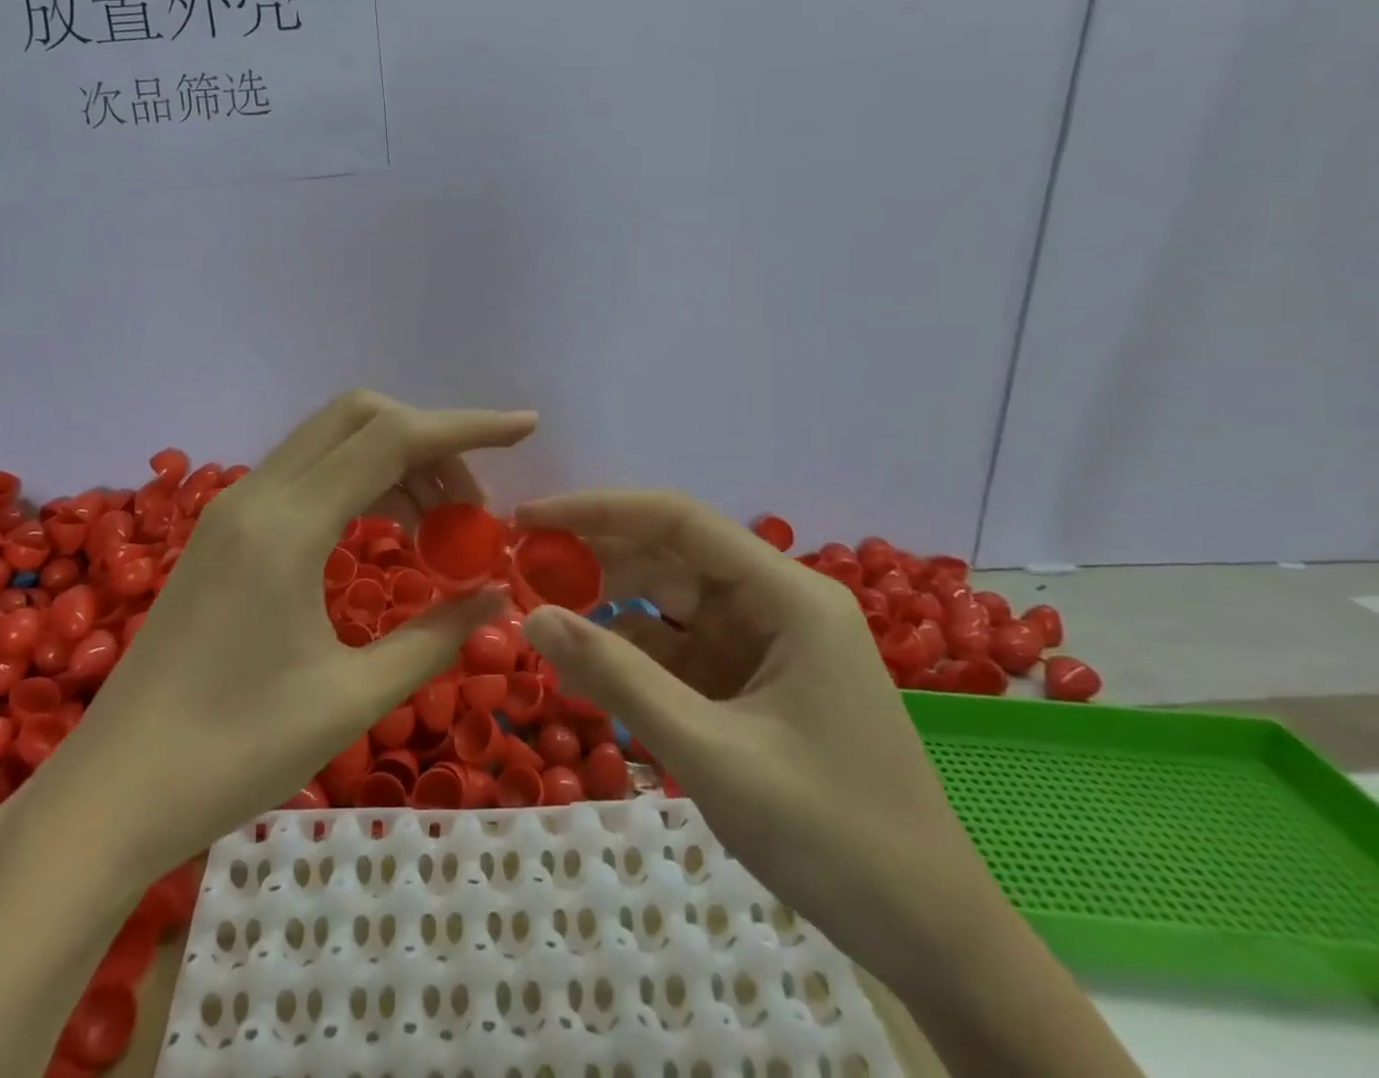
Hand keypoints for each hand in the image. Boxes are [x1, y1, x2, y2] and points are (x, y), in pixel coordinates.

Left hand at [32, 390, 536, 889]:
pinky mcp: (223, 531)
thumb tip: (495, 596)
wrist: (112, 792)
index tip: (525, 427)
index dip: (467, 426)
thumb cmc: (234, 753)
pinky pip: (304, 475)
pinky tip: (382, 534)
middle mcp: (257, 495)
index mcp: (288, 525)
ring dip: (393, 463)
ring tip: (438, 529)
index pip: (393, 438)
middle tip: (471, 506)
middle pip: (358, 417)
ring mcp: (233, 508)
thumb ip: (434, 636)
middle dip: (429, 441)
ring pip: (330, 441)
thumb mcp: (351, 698)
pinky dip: (356, 484)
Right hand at [514, 490, 991, 981]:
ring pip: (667, 606)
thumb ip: (618, 678)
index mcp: (787, 596)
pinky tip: (587, 668)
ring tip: (540, 617)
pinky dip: (630, 657)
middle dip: (594, 562)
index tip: (529, 520)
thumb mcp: (711, 753)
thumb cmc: (833, 836)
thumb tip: (532, 617)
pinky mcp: (750, 686)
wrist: (932, 941)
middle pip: (669, 558)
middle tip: (519, 573)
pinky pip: (677, 653)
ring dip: (606, 610)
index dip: (598, 510)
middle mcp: (775, 605)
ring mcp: (763, 646)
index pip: (678, 521)